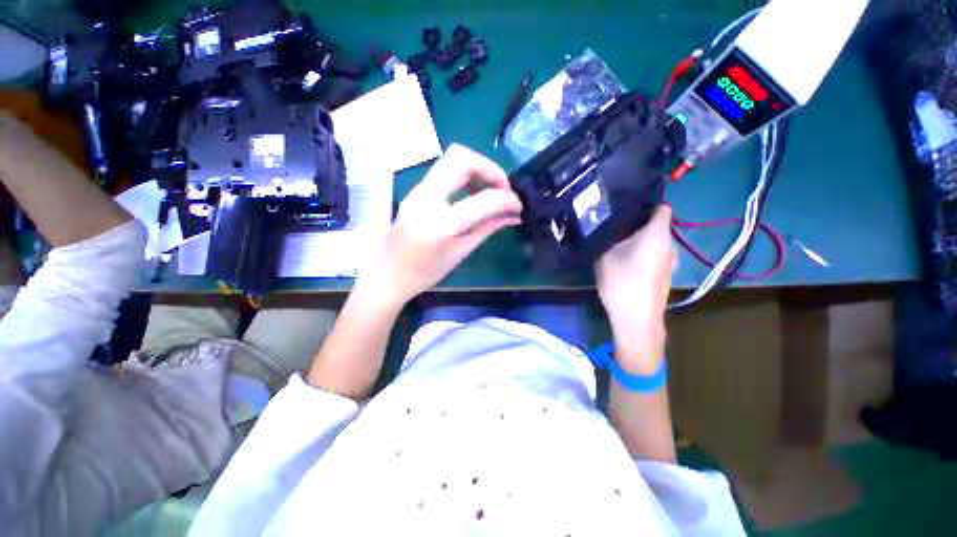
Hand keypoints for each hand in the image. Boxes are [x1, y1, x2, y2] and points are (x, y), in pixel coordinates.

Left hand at [356, 144, 521, 306]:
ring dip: (477, 169)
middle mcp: (426, 199)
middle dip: (490, 168)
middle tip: (502, 189)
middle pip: (462, 158)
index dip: (507, 199)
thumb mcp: (460, 253)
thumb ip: (487, 229)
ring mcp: (417, 191)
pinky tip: (471, 195)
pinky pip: (444, 171)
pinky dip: (465, 176)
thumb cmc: (425, 273)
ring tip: (489, 191)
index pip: (482, 200)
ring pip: (452, 159)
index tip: (517, 206)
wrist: (386, 275)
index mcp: (440, 224)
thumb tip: (513, 216)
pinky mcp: (416, 191)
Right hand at [595, 205, 674, 373]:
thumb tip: (599, 224)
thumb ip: (604, 236)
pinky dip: (643, 250)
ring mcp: (669, 260)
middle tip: (614, 222)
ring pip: (655, 239)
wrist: (636, 319)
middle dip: (637, 220)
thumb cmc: (622, 283)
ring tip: (617, 239)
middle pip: (657, 223)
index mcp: (657, 234)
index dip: (645, 202)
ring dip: (639, 237)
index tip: (625, 203)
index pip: (660, 207)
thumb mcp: (604, 256)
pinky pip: (655, 252)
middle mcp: (669, 244)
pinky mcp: (664, 272)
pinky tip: (626, 258)